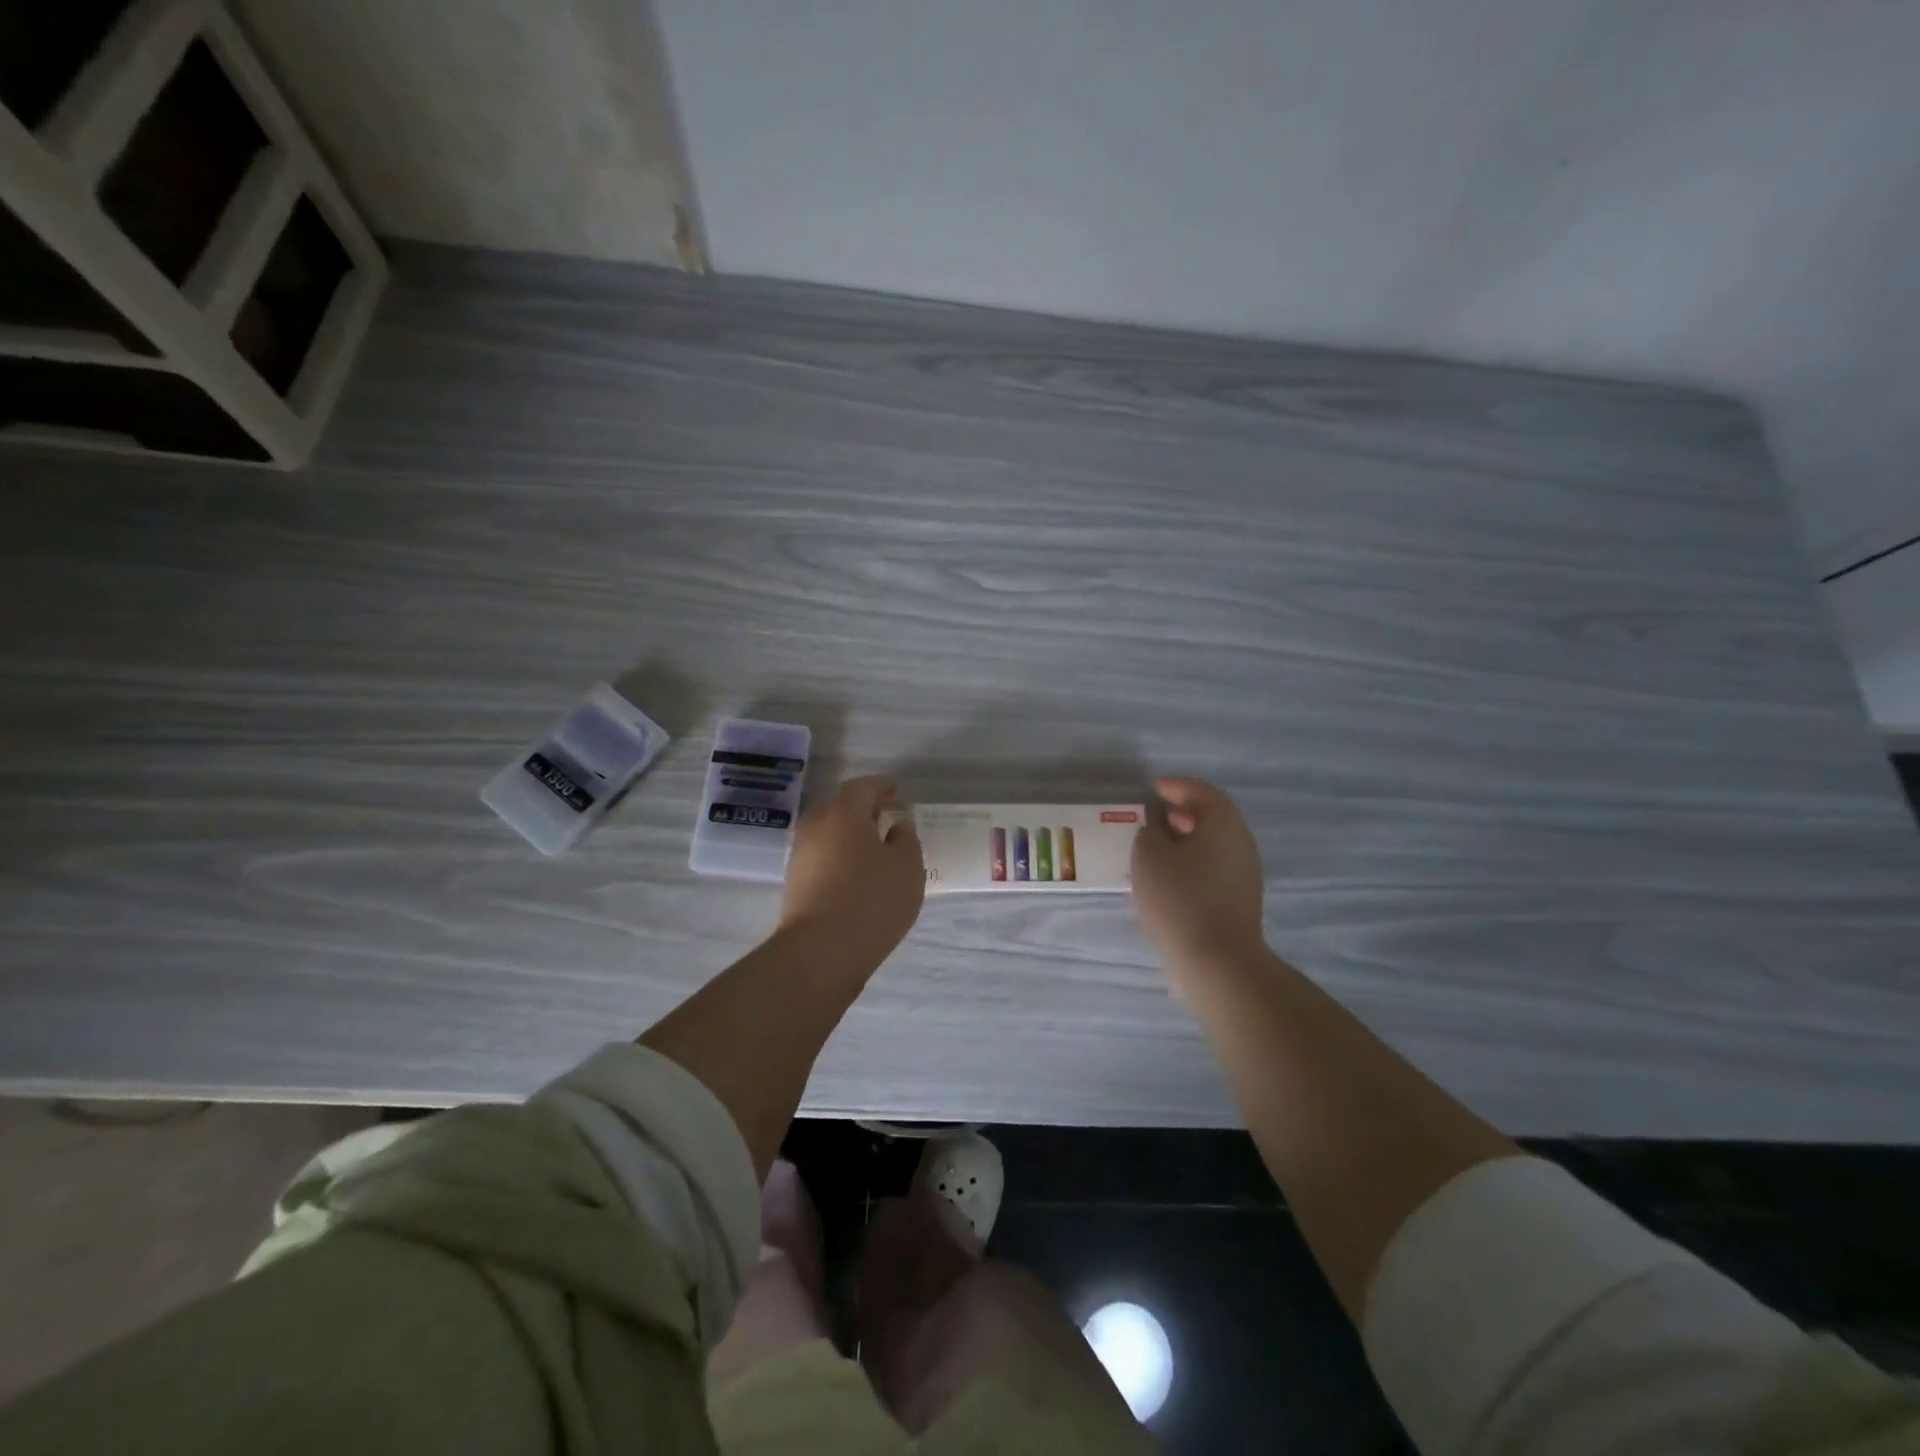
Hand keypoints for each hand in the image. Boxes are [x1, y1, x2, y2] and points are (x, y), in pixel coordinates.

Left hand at [779, 776, 924, 974]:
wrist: (819, 952)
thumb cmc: (871, 900)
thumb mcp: (907, 866)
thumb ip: (905, 838)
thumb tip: (895, 826)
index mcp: (844, 812)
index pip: (863, 786)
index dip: (882, 787)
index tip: (896, 794)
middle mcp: (816, 825)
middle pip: (842, 808)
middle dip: (864, 812)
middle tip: (888, 823)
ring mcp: (801, 855)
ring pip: (830, 834)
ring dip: (851, 838)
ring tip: (876, 854)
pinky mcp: (795, 883)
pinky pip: (823, 858)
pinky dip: (841, 860)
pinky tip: (858, 879)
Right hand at [1132, 776, 1268, 984]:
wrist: (1216, 961)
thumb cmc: (1180, 897)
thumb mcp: (1149, 855)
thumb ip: (1149, 833)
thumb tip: (1157, 831)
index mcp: (1224, 824)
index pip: (1203, 792)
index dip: (1177, 786)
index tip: (1153, 788)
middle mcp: (1241, 844)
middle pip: (1213, 818)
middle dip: (1183, 812)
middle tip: (1155, 815)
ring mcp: (1244, 876)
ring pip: (1213, 846)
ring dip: (1186, 840)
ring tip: (1156, 847)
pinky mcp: (1239, 903)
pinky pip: (1213, 870)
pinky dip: (1191, 864)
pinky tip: (1167, 878)